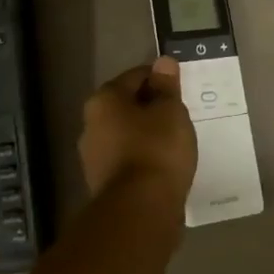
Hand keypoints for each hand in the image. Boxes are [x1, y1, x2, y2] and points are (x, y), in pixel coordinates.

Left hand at [79, 58, 198, 206]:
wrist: (140, 212)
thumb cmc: (156, 149)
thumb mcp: (170, 111)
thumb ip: (167, 86)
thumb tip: (163, 62)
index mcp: (103, 100)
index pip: (136, 76)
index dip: (161, 79)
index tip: (181, 90)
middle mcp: (91, 125)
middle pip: (128, 107)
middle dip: (152, 108)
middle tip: (181, 116)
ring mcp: (94, 158)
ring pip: (128, 136)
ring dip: (148, 136)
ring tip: (177, 143)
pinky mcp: (104, 186)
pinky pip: (129, 162)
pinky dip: (145, 160)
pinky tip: (166, 167)